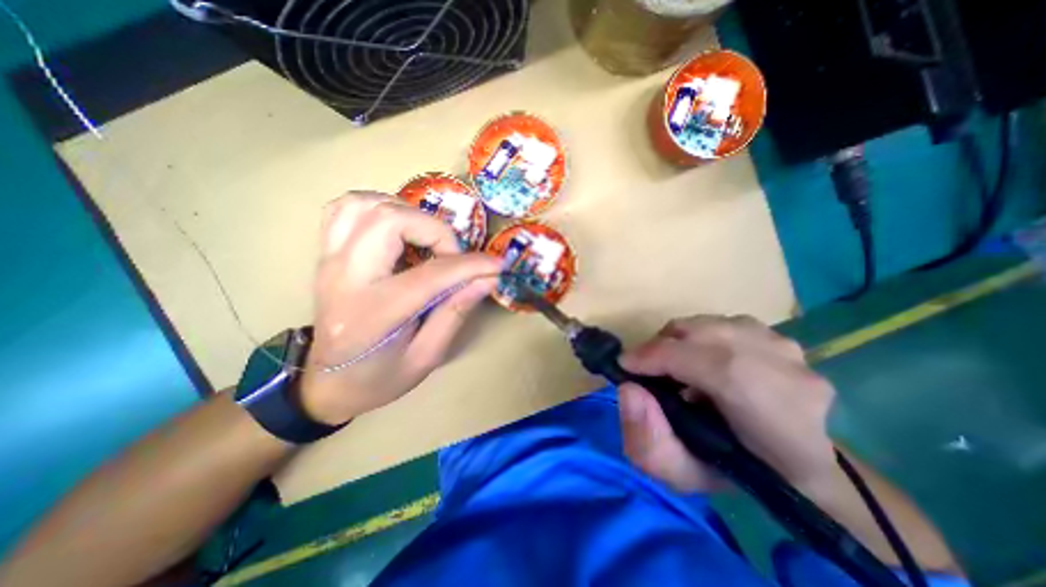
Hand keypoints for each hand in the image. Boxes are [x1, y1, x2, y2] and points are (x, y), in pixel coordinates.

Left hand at [299, 192, 500, 426]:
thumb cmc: (380, 378)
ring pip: (364, 204)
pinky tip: (397, 228)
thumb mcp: (427, 356)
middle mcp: (346, 278)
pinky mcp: (326, 255)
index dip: (471, 265)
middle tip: (452, 255)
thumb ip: (456, 313)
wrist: (327, 384)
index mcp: (375, 314)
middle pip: (390, 221)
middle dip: (435, 230)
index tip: (496, 265)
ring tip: (426, 238)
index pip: (432, 274)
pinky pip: (345, 209)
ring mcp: (329, 261)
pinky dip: (377, 207)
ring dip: (406, 213)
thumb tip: (487, 279)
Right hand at [618, 317, 834, 489]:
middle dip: (662, 346)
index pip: (718, 368)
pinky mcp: (782, 336)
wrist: (793, 464)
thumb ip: (647, 439)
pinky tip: (700, 359)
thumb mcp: (681, 474)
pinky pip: (723, 323)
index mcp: (780, 423)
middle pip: (709, 335)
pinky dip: (699, 336)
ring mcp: (790, 350)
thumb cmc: (736, 474)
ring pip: (712, 325)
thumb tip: (630, 390)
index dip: (661, 357)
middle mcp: (793, 376)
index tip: (625, 364)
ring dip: (680, 341)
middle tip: (645, 367)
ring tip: (673, 365)